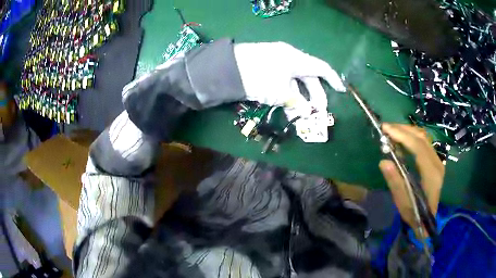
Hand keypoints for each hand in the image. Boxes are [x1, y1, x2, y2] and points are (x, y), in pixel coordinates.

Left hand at [234, 42, 345, 142]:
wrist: (227, 69)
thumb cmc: (260, 77)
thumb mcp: (281, 93)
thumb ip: (297, 103)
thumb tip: (306, 111)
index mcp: (297, 59)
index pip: (321, 68)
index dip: (333, 80)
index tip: (341, 91)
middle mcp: (289, 58)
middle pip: (308, 78)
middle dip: (314, 97)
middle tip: (316, 113)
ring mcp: (277, 63)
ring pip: (295, 83)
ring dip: (298, 100)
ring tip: (298, 117)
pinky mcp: (266, 70)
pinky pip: (283, 82)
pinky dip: (286, 95)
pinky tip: (286, 109)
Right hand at [379, 123, 444, 235]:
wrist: (429, 220)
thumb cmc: (416, 214)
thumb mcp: (403, 203)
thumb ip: (395, 182)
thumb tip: (383, 161)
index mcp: (431, 174)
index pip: (418, 147)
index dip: (402, 135)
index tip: (386, 129)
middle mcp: (437, 163)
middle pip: (421, 138)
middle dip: (403, 129)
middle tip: (386, 128)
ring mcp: (438, 161)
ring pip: (424, 138)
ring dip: (408, 132)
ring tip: (393, 132)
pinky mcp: (436, 162)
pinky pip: (424, 143)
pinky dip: (412, 138)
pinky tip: (403, 141)